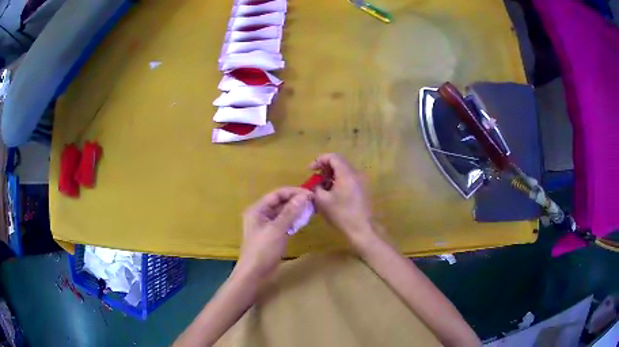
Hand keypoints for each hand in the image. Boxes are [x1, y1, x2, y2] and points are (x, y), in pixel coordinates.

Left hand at [236, 187, 312, 279]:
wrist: (254, 274)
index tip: (310, 194)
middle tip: (313, 202)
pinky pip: (283, 223)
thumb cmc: (263, 250)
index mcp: (257, 209)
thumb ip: (290, 212)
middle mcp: (260, 214)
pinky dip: (293, 221)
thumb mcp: (277, 229)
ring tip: (311, 210)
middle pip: (280, 202)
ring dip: (295, 211)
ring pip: (283, 213)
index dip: (294, 192)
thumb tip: (304, 196)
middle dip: (295, 201)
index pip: (277, 194)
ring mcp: (266, 225)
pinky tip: (303, 222)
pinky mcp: (272, 235)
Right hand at [310, 153, 374, 243]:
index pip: (333, 157)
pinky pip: (349, 179)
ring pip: (344, 171)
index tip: (310, 170)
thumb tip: (316, 184)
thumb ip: (316, 187)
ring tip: (322, 187)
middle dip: (325, 168)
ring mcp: (361, 181)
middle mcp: (356, 173)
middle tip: (315, 178)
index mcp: (347, 173)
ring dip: (332, 175)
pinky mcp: (363, 189)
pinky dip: (339, 181)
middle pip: (339, 162)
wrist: (362, 229)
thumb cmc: (341, 214)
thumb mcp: (322, 201)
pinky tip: (332, 193)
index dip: (319, 160)